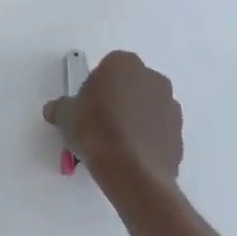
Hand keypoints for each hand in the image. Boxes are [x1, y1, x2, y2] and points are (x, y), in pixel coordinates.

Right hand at [43, 51, 183, 191]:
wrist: (132, 171)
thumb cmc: (95, 130)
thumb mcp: (65, 115)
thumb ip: (62, 107)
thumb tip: (56, 110)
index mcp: (123, 64)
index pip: (107, 67)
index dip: (95, 85)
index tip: (86, 104)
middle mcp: (151, 78)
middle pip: (130, 84)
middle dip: (118, 98)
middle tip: (100, 121)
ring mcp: (170, 105)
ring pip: (146, 106)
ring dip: (134, 117)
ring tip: (116, 141)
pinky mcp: (179, 132)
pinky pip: (158, 128)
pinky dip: (147, 136)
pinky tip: (131, 153)